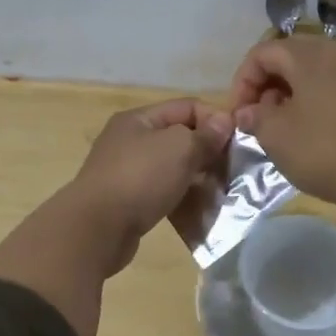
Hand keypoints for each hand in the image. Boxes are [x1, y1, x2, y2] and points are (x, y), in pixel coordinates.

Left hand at [67, 98, 233, 269]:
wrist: (96, 229)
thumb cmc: (140, 179)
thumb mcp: (179, 149)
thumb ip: (205, 135)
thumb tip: (225, 121)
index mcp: (139, 119)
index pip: (187, 106)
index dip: (215, 119)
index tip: (239, 141)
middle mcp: (130, 140)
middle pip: (179, 137)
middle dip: (208, 150)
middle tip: (233, 168)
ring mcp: (126, 171)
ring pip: (172, 166)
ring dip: (197, 176)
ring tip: (221, 189)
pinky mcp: (127, 200)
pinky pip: (162, 190)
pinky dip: (181, 196)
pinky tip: (199, 207)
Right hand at [227, 35, 335, 208]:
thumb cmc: (324, 150)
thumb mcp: (276, 136)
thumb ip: (255, 117)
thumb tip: (249, 111)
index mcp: (309, 54)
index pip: (262, 53)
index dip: (242, 81)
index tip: (239, 114)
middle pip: (289, 55)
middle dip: (266, 83)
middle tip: (257, 116)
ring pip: (313, 69)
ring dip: (290, 91)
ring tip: (282, 124)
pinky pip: (334, 82)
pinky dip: (315, 97)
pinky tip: (311, 126)